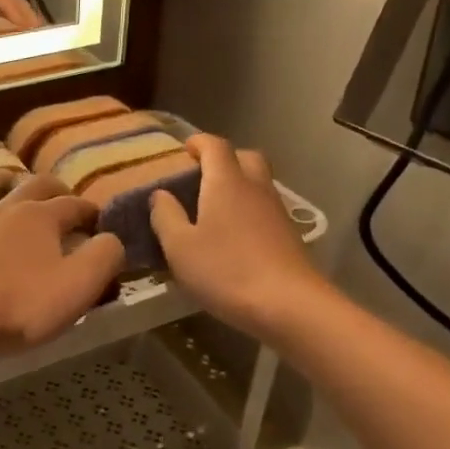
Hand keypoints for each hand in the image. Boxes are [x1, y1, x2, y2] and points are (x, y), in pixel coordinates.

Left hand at [0, 173, 123, 358]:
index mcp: (42, 219)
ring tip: (2, 182)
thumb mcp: (81, 286)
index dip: (91, 212)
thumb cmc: (22, 305)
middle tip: (62, 195)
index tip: (100, 224)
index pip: (75, 206)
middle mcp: (5, 211)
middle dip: (53, 187)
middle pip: (33, 186)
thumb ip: (105, 257)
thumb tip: (110, 239)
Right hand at [148, 135, 324, 334]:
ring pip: (258, 183)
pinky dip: (247, 209)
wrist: (289, 305)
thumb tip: (160, 194)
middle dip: (224, 159)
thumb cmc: (226, 270)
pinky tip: (233, 235)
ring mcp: (277, 211)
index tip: (184, 149)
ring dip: (237, 185)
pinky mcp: (289, 235)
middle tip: (201, 175)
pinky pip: (264, 208)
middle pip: (245, 157)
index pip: (215, 146)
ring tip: (212, 207)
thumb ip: (166, 216)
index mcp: (226, 183)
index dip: (198, 142)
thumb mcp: (179, 247)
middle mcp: (255, 188)